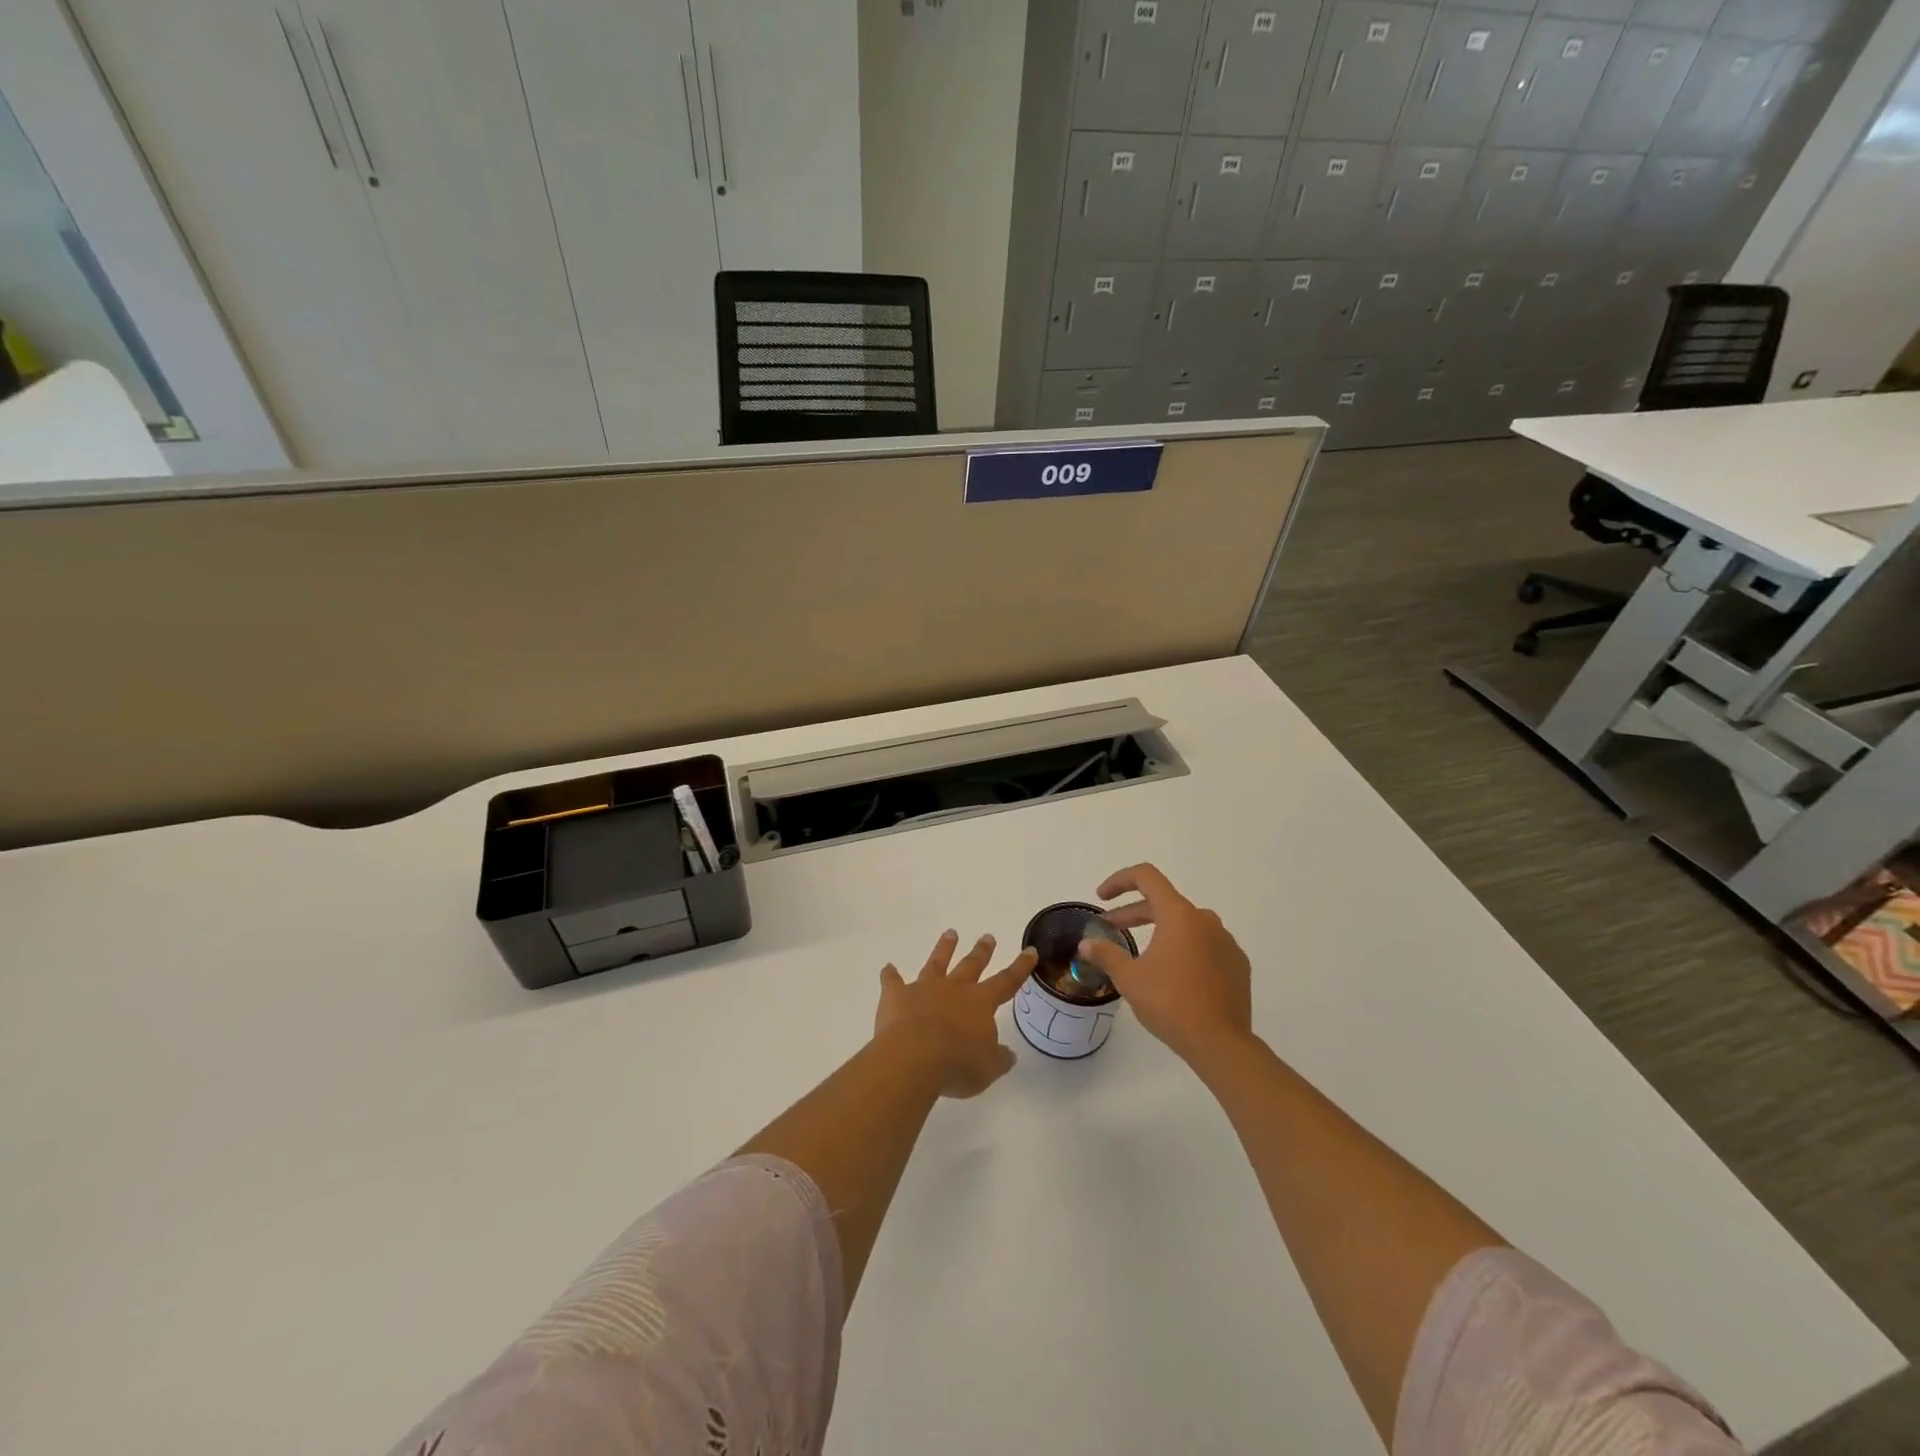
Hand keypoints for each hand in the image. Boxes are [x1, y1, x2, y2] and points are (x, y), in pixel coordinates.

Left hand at [875, 930, 1035, 1098]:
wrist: (914, 1058)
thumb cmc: (957, 1065)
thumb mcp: (987, 1069)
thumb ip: (998, 1059)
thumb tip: (1009, 1054)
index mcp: (980, 1003)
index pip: (1006, 981)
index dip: (1019, 967)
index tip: (1029, 950)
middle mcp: (954, 989)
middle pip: (971, 965)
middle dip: (981, 951)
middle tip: (987, 936)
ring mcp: (924, 989)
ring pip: (937, 963)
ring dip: (944, 948)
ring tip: (950, 933)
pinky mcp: (897, 996)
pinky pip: (893, 982)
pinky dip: (890, 975)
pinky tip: (887, 968)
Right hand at [1074, 864, 1253, 1063]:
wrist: (1221, 1044)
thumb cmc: (1170, 1004)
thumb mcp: (1129, 978)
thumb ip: (1106, 954)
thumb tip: (1086, 944)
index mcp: (1179, 915)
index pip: (1147, 877)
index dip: (1120, 881)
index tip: (1103, 897)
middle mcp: (1205, 920)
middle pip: (1164, 903)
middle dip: (1134, 912)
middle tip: (1111, 928)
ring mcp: (1226, 942)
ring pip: (1186, 925)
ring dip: (1160, 931)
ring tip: (1142, 954)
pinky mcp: (1238, 964)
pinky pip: (1205, 946)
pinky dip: (1185, 950)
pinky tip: (1174, 975)